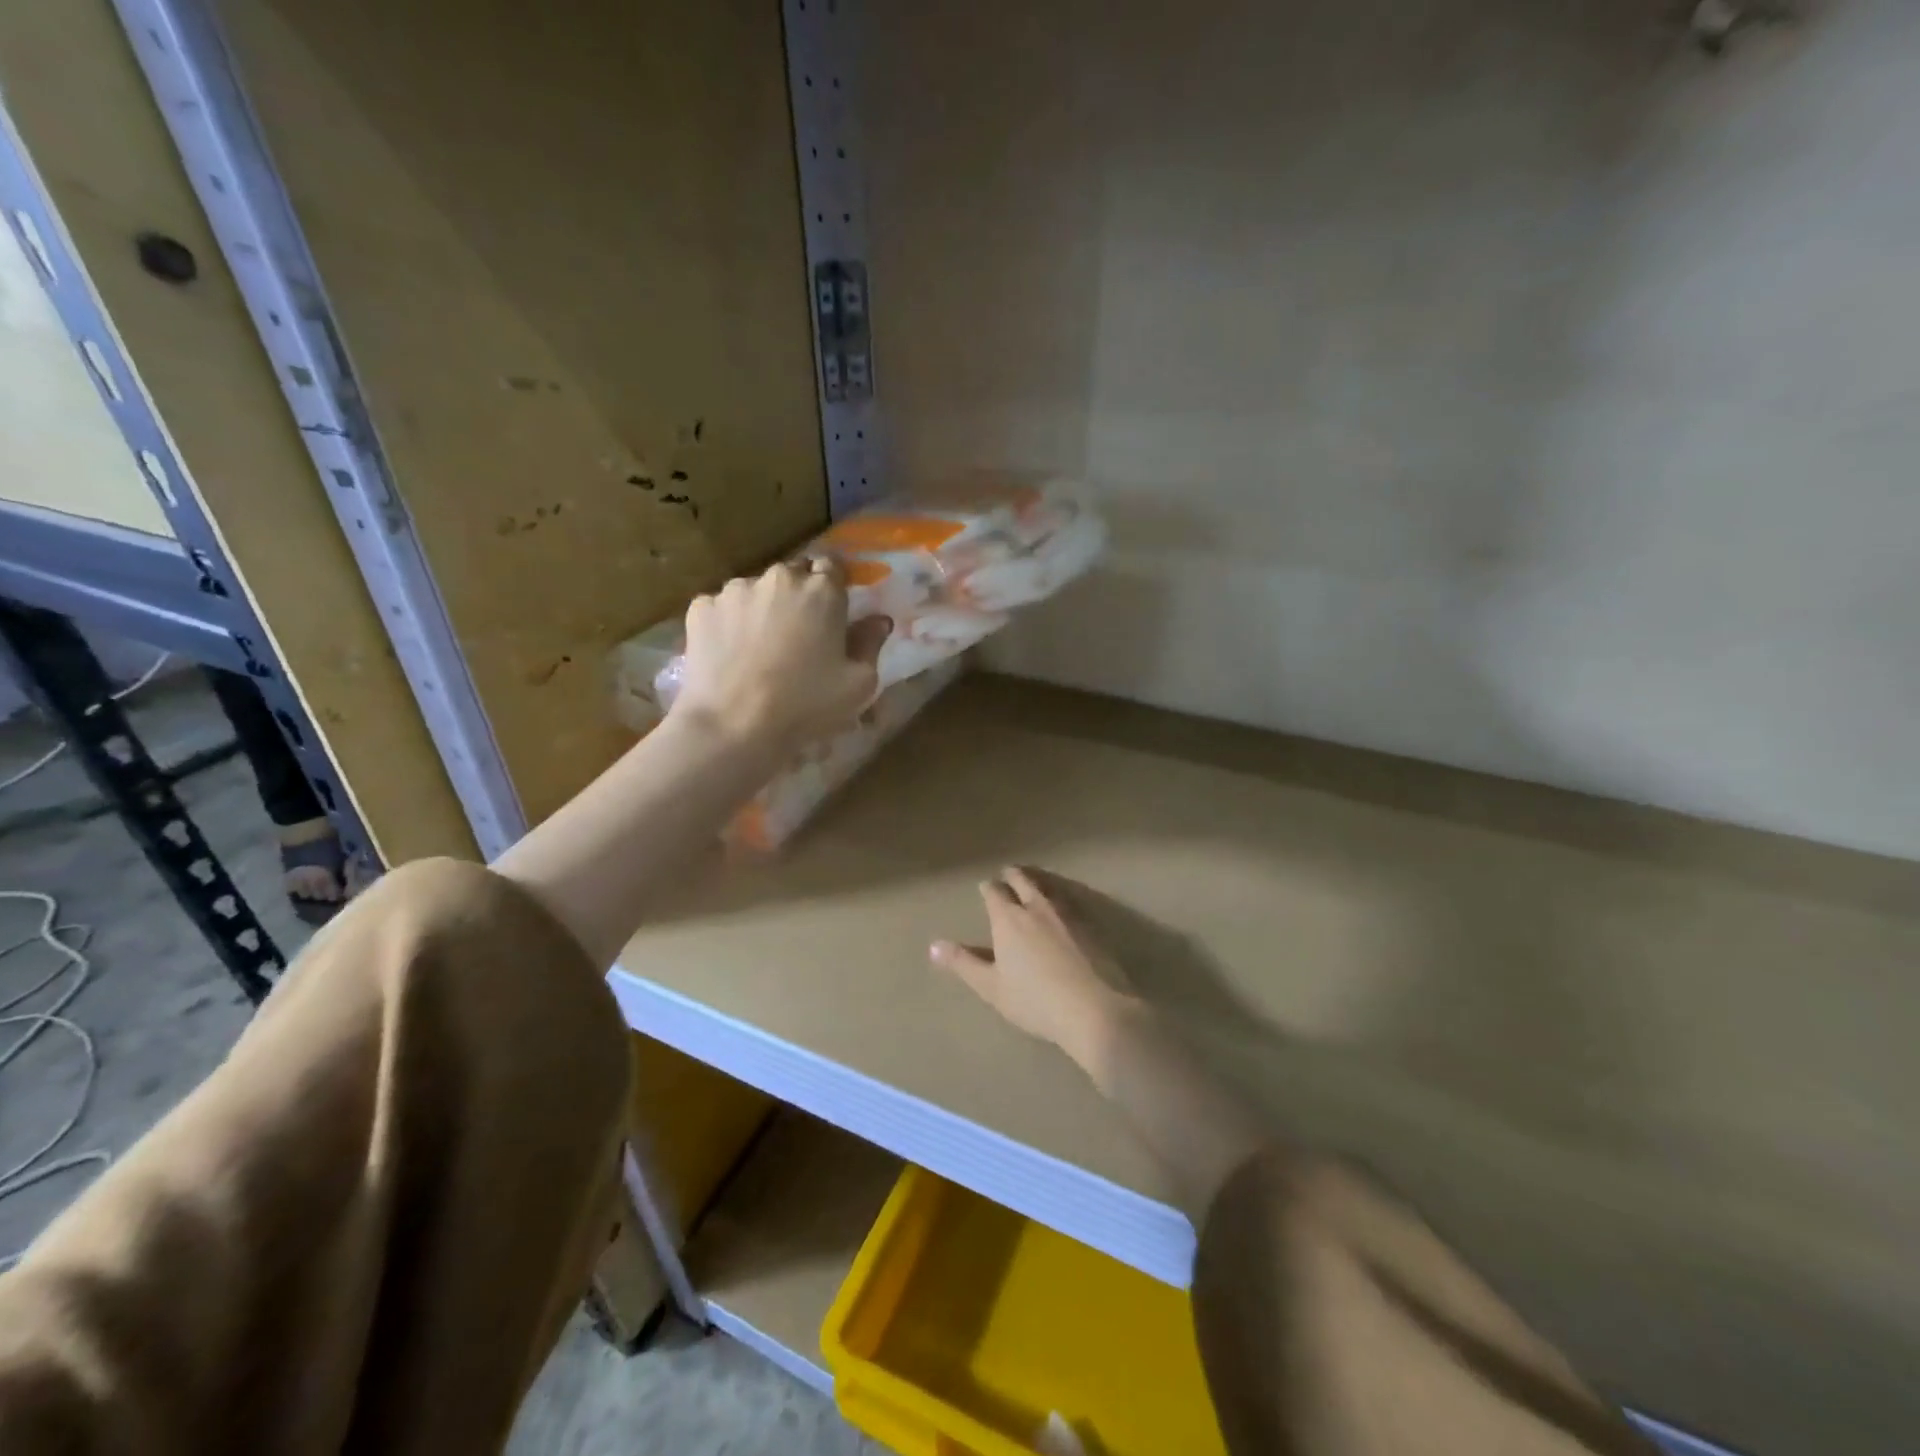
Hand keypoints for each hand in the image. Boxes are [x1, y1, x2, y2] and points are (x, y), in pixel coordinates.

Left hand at [672, 560, 890, 750]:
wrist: (734, 725)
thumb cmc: (807, 705)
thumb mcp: (859, 684)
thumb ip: (871, 644)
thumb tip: (879, 620)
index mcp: (822, 590)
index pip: (833, 566)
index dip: (833, 586)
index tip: (833, 612)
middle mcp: (779, 578)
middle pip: (793, 574)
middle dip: (798, 596)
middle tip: (799, 634)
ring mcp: (735, 590)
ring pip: (756, 590)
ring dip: (762, 608)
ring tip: (759, 647)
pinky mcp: (701, 608)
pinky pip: (722, 608)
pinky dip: (728, 623)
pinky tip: (730, 654)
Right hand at [931, 866, 1134, 1071]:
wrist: (1096, 1008)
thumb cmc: (1036, 1001)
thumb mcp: (992, 987)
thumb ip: (963, 963)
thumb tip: (934, 945)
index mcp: (1009, 918)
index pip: (994, 891)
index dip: (988, 888)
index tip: (985, 887)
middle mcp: (1037, 905)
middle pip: (1022, 879)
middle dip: (1012, 875)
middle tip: (1008, 874)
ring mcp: (1068, 911)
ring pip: (1048, 885)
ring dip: (1037, 881)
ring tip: (1033, 884)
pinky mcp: (1092, 922)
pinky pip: (1071, 899)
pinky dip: (1060, 896)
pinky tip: (1063, 907)